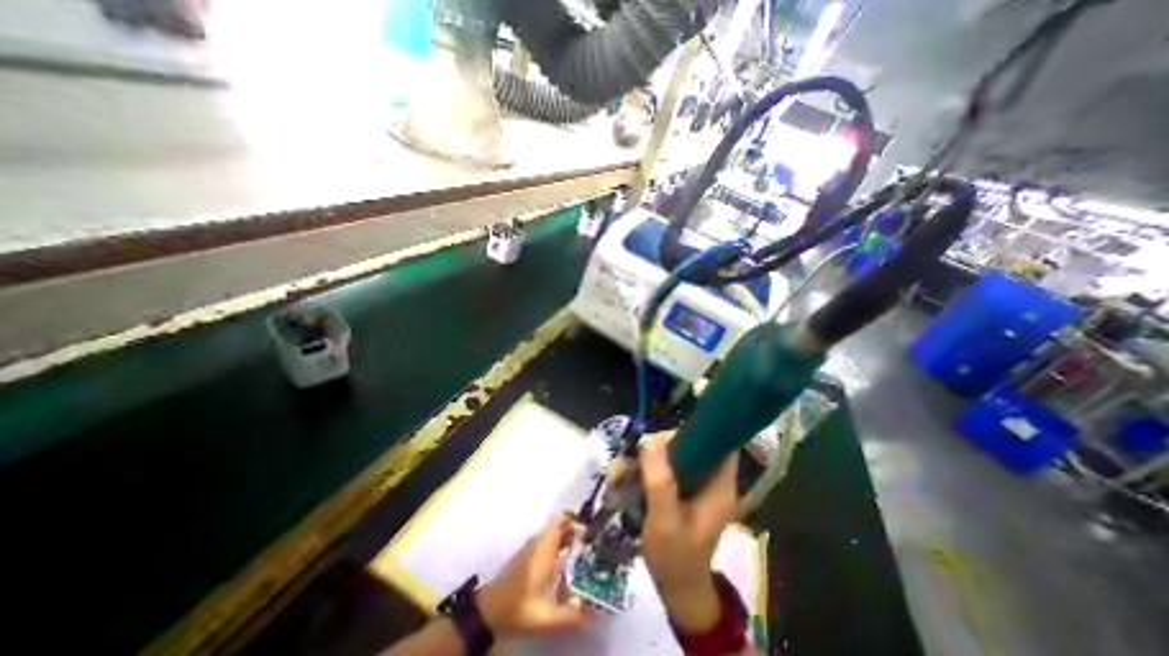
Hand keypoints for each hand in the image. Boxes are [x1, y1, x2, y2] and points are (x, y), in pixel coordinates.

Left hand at [474, 516, 588, 637]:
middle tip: (592, 542)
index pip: (560, 519)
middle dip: (576, 530)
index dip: (576, 518)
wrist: (489, 610)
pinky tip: (567, 563)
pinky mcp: (528, 554)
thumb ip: (571, 613)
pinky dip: (560, 545)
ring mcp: (531, 547)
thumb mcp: (546, 616)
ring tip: (585, 553)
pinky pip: (548, 541)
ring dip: (568, 537)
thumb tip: (593, 610)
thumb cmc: (518, 607)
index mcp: (544, 547)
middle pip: (560, 524)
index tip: (591, 528)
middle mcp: (538, 541)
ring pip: (554, 532)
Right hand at [638, 438, 737, 632]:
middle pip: (691, 441)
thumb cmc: (676, 558)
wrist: (677, 587)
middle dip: (661, 444)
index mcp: (720, 484)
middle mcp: (712, 477)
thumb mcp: (666, 522)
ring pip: (676, 451)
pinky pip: (667, 463)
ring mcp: (697, 482)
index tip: (666, 433)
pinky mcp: (683, 486)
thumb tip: (650, 441)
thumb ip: (660, 483)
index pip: (720, 440)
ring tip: (626, 469)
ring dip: (650, 455)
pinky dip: (649, 465)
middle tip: (636, 457)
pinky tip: (631, 475)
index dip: (698, 428)